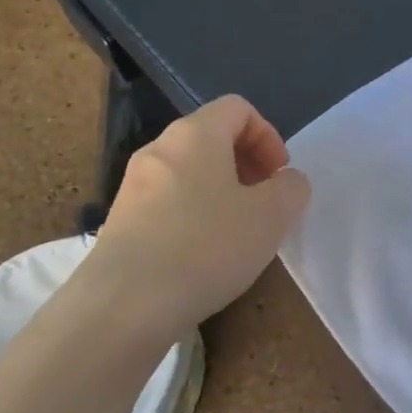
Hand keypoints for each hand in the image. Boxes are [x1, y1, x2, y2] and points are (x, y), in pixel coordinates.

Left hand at [90, 96, 310, 330]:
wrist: (125, 304)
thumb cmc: (206, 247)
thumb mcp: (271, 217)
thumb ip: (291, 190)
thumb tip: (287, 182)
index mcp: (195, 134)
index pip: (238, 108)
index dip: (268, 136)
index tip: (279, 176)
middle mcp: (159, 149)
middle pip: (212, 138)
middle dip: (247, 164)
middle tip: (265, 203)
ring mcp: (134, 185)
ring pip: (190, 171)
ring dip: (222, 191)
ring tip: (238, 233)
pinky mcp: (120, 220)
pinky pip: (168, 201)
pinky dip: (194, 214)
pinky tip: (204, 255)